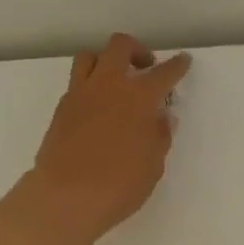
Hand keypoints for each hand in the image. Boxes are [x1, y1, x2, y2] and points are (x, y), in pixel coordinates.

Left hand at [29, 34, 191, 242]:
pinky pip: (76, 83)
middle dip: (136, 50)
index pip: (163, 73)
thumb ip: (159, 136)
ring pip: (90, 57)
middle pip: (120, 47)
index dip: (176, 66)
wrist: (67, 197)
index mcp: (139, 98)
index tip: (183, 61)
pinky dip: (90, 86)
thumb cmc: (120, 184)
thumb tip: (162, 117)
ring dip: (106, 61)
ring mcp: (80, 95)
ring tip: (115, 82)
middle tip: (145, 68)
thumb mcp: (153, 164)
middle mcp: (108, 86)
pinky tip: (97, 108)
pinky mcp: (60, 109)